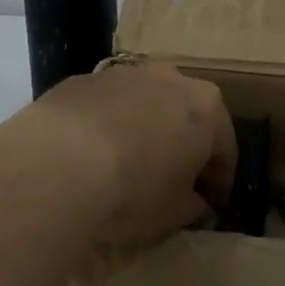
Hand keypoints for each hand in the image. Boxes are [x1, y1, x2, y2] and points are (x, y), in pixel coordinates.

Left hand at [27, 63, 235, 244]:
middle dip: (185, 145)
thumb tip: (195, 202)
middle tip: (175, 181)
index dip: (220, 181)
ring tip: (130, 164)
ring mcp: (125, 73)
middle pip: (186, 116)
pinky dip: (108, 125)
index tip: (212, 205)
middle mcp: (171, 79)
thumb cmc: (134, 189)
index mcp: (206, 107)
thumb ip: (192, 205)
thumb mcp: (174, 212)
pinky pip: (107, 106)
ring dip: (145, 129)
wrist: (59, 162)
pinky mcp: (84, 79)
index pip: (225, 148)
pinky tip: (93, 155)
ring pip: (146, 104)